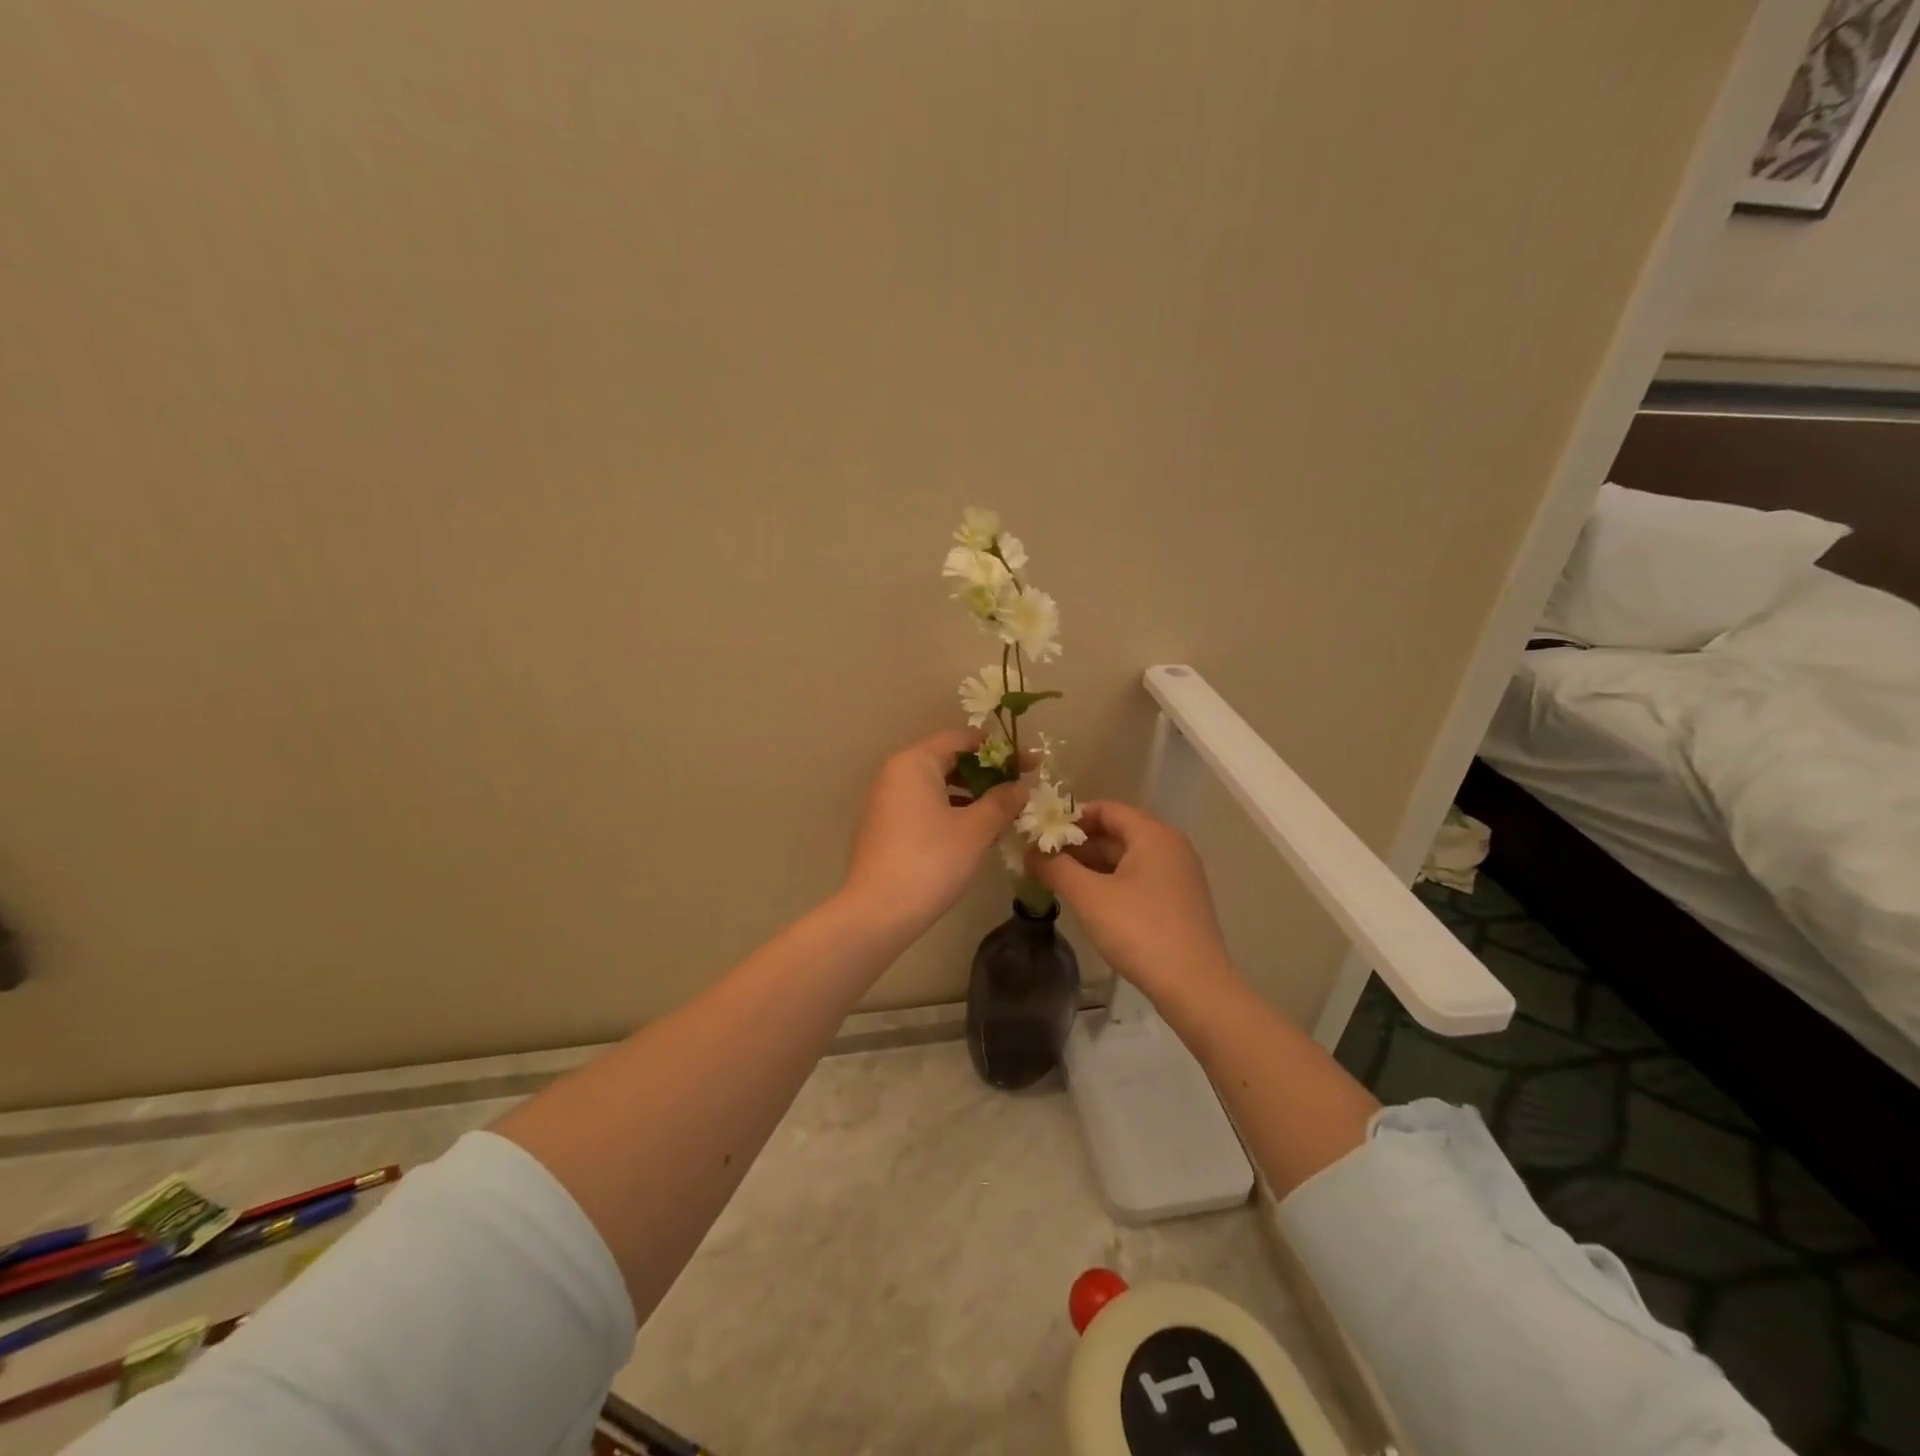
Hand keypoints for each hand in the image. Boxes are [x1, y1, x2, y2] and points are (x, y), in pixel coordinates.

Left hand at [842, 730, 1027, 936]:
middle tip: (1021, 789)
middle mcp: (896, 774)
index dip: (1000, 750)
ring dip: (972, 795)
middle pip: (948, 760)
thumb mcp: (974, 830)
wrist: (878, 913)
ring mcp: (887, 801)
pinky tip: (976, 833)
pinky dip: (952, 811)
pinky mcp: (886, 827)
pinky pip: (925, 806)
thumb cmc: (930, 861)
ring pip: (938, 786)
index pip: (962, 739)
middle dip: (987, 773)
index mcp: (915, 763)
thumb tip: (1022, 787)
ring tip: (1004, 813)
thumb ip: (1001, 802)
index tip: (1031, 765)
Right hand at [1026, 801, 1238, 1010]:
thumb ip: (1056, 868)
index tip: (1041, 832)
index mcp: (1153, 835)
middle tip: (1042, 858)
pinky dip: (1111, 882)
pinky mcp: (1178, 902)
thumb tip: (1030, 852)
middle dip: (1078, 844)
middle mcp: (1170, 847)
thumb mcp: (1089, 896)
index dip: (1071, 817)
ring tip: (1057, 879)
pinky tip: (1088, 901)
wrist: (1194, 986)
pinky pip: (1138, 879)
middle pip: (1116, 833)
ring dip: (1091, 866)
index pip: (1106, 809)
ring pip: (1126, 859)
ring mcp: (1177, 876)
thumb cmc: (1139, 930)